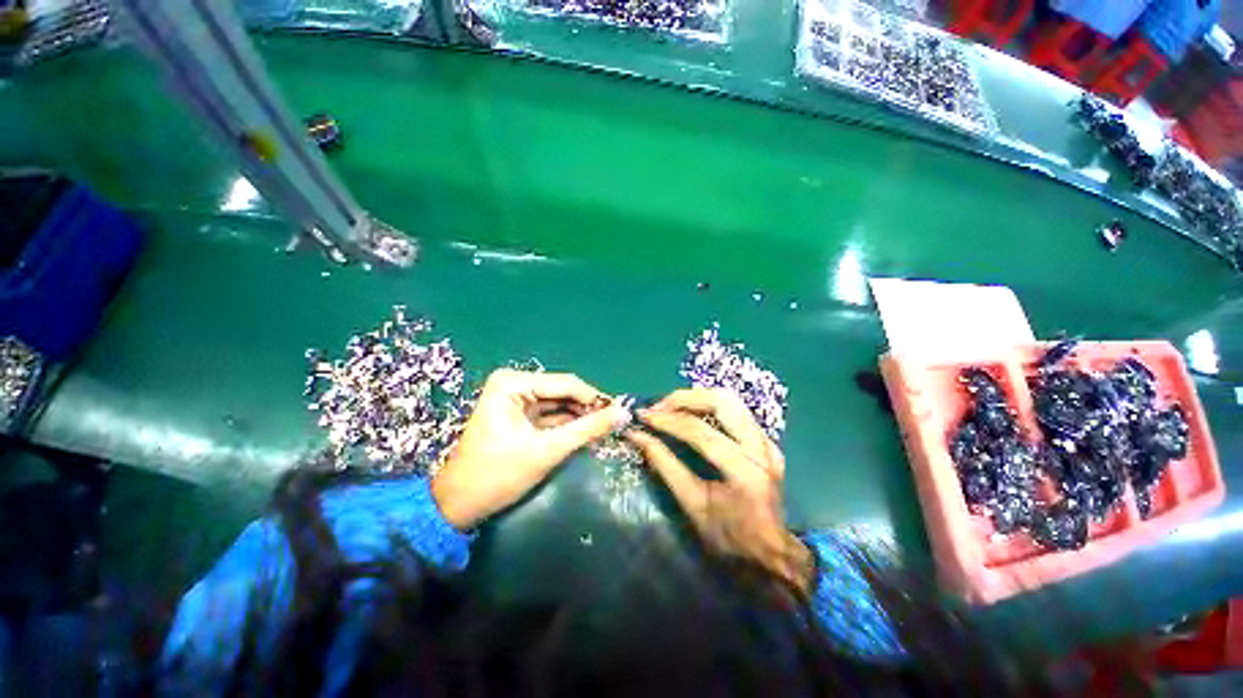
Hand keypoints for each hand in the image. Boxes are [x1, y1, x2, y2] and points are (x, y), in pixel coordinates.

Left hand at [432, 369, 626, 529]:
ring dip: (580, 416)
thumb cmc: (497, 475)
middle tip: (615, 422)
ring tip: (605, 427)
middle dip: (587, 407)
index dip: (595, 398)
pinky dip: (567, 423)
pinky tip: (587, 431)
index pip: (566, 384)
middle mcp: (514, 383)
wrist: (457, 505)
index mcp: (513, 383)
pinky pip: (550, 414)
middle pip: (562, 391)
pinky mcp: (518, 414)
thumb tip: (622, 413)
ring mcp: (515, 399)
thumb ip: (587, 429)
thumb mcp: (547, 451)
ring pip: (558, 403)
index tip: (620, 411)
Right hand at [625, 388, 813, 593]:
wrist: (772, 553)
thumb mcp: (693, 506)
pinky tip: (692, 412)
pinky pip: (736, 409)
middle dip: (684, 398)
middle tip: (658, 407)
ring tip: (671, 406)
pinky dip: (709, 404)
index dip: (668, 421)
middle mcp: (761, 449)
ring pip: (731, 399)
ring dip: (697, 397)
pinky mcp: (767, 440)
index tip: (643, 416)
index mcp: (744, 471)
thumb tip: (638, 437)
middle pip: (722, 403)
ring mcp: (768, 441)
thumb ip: (665, 467)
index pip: (701, 433)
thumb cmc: (729, 538)